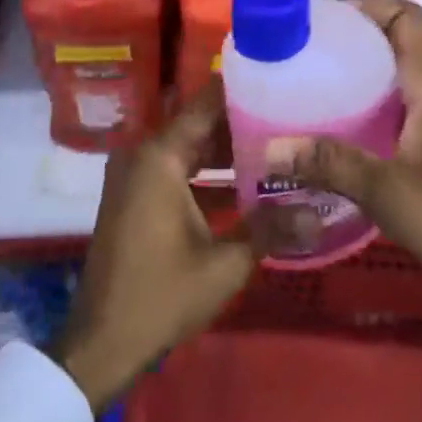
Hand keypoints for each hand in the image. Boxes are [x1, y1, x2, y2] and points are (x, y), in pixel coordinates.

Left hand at [54, 81, 304, 411]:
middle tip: (293, 118)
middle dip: (244, 124)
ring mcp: (137, 177)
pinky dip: (208, 177)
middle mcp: (144, 155)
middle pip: (200, 125)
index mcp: (159, 156)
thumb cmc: (160, 295)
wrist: (101, 342)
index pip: (206, 104)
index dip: (242, 90)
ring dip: (228, 153)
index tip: (281, 80)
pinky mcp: (137, 199)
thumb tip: (319, 213)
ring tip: (281, 149)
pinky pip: (178, 172)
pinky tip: (250, 188)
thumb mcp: (224, 264)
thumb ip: (270, 229)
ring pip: (190, 151)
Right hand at [267, 0, 421, 385]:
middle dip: (351, 42)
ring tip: (311, 91)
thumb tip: (269, 148)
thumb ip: (332, 165)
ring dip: (361, 76)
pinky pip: (407, 108)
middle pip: (398, 42)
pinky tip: (345, 136)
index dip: (365, 5)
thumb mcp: (393, 195)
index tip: (318, 20)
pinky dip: (374, 107)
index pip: (405, 15)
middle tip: (301, 58)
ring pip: (401, 77)